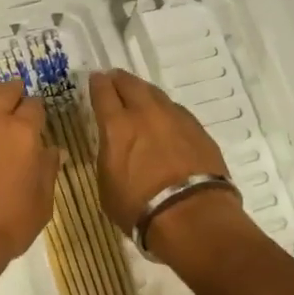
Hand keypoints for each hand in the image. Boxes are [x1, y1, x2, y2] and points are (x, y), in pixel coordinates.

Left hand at [0, 83, 58, 291]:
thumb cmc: (9, 223)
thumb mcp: (43, 202)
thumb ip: (48, 170)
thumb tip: (53, 151)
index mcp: (24, 132)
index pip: (34, 106)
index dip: (37, 109)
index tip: (38, 116)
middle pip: (5, 93)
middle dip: (13, 92)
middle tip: (16, 96)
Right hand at [89, 69, 241, 242]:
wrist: (191, 215)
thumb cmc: (139, 207)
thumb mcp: (107, 185)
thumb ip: (108, 156)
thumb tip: (113, 147)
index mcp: (117, 126)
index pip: (103, 92)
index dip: (97, 83)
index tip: (95, 79)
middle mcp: (145, 113)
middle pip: (130, 83)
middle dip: (119, 79)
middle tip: (114, 80)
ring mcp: (175, 118)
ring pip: (156, 94)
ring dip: (144, 92)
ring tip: (140, 97)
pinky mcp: (198, 129)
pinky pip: (176, 111)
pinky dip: (166, 111)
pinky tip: (165, 120)